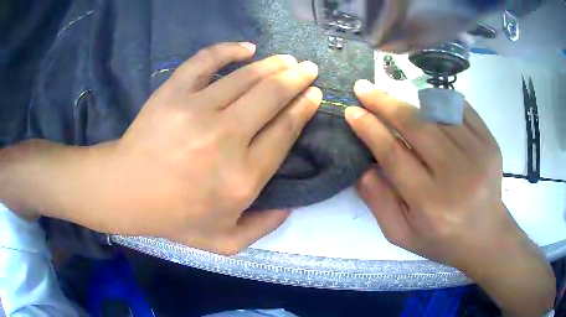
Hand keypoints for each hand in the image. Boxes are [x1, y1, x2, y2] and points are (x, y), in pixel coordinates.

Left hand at [0, 42, 321, 254]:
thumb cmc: (175, 218)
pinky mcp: (174, 91)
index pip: (285, 131)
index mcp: (243, 177)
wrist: (127, 192)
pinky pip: (206, 60)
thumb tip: (290, 205)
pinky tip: (245, 47)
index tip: (314, 95)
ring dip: (274, 64)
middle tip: (309, 69)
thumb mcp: (224, 242)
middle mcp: (227, 138)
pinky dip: (229, 49)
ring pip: (247, 76)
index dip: (303, 108)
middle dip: (298, 78)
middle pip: (273, 96)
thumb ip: (263, 228)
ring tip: (287, 59)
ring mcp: (198, 109)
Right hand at [345, 80, 553, 315]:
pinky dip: (440, 99)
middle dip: (384, 103)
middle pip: (416, 125)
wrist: (486, 236)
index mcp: (430, 203)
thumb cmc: (441, 239)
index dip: (370, 129)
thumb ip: (378, 202)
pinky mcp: (490, 142)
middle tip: (364, 88)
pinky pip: (461, 108)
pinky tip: (426, 102)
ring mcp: (477, 154)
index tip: (352, 111)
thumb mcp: (401, 234)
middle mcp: (456, 174)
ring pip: (438, 111)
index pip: (394, 154)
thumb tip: (361, 166)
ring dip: (410, 99)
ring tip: (392, 96)